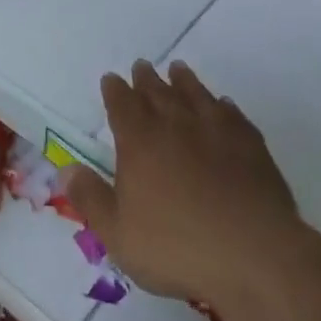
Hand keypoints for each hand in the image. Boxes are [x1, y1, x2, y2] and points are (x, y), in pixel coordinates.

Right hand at [64, 61, 299, 311]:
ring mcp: (217, 131)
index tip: (111, 78)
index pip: (122, 105)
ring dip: (184, 81)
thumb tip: (66, 168)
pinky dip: (222, 104)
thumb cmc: (177, 248)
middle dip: (147, 79)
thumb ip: (90, 198)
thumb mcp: (118, 233)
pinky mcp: (251, 145)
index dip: (115, 91)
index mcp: (140, 142)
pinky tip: (222, 104)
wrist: (254, 254)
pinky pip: (232, 114)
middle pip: (158, 93)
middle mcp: (177, 126)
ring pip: (196, 95)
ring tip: (178, 69)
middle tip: (142, 66)